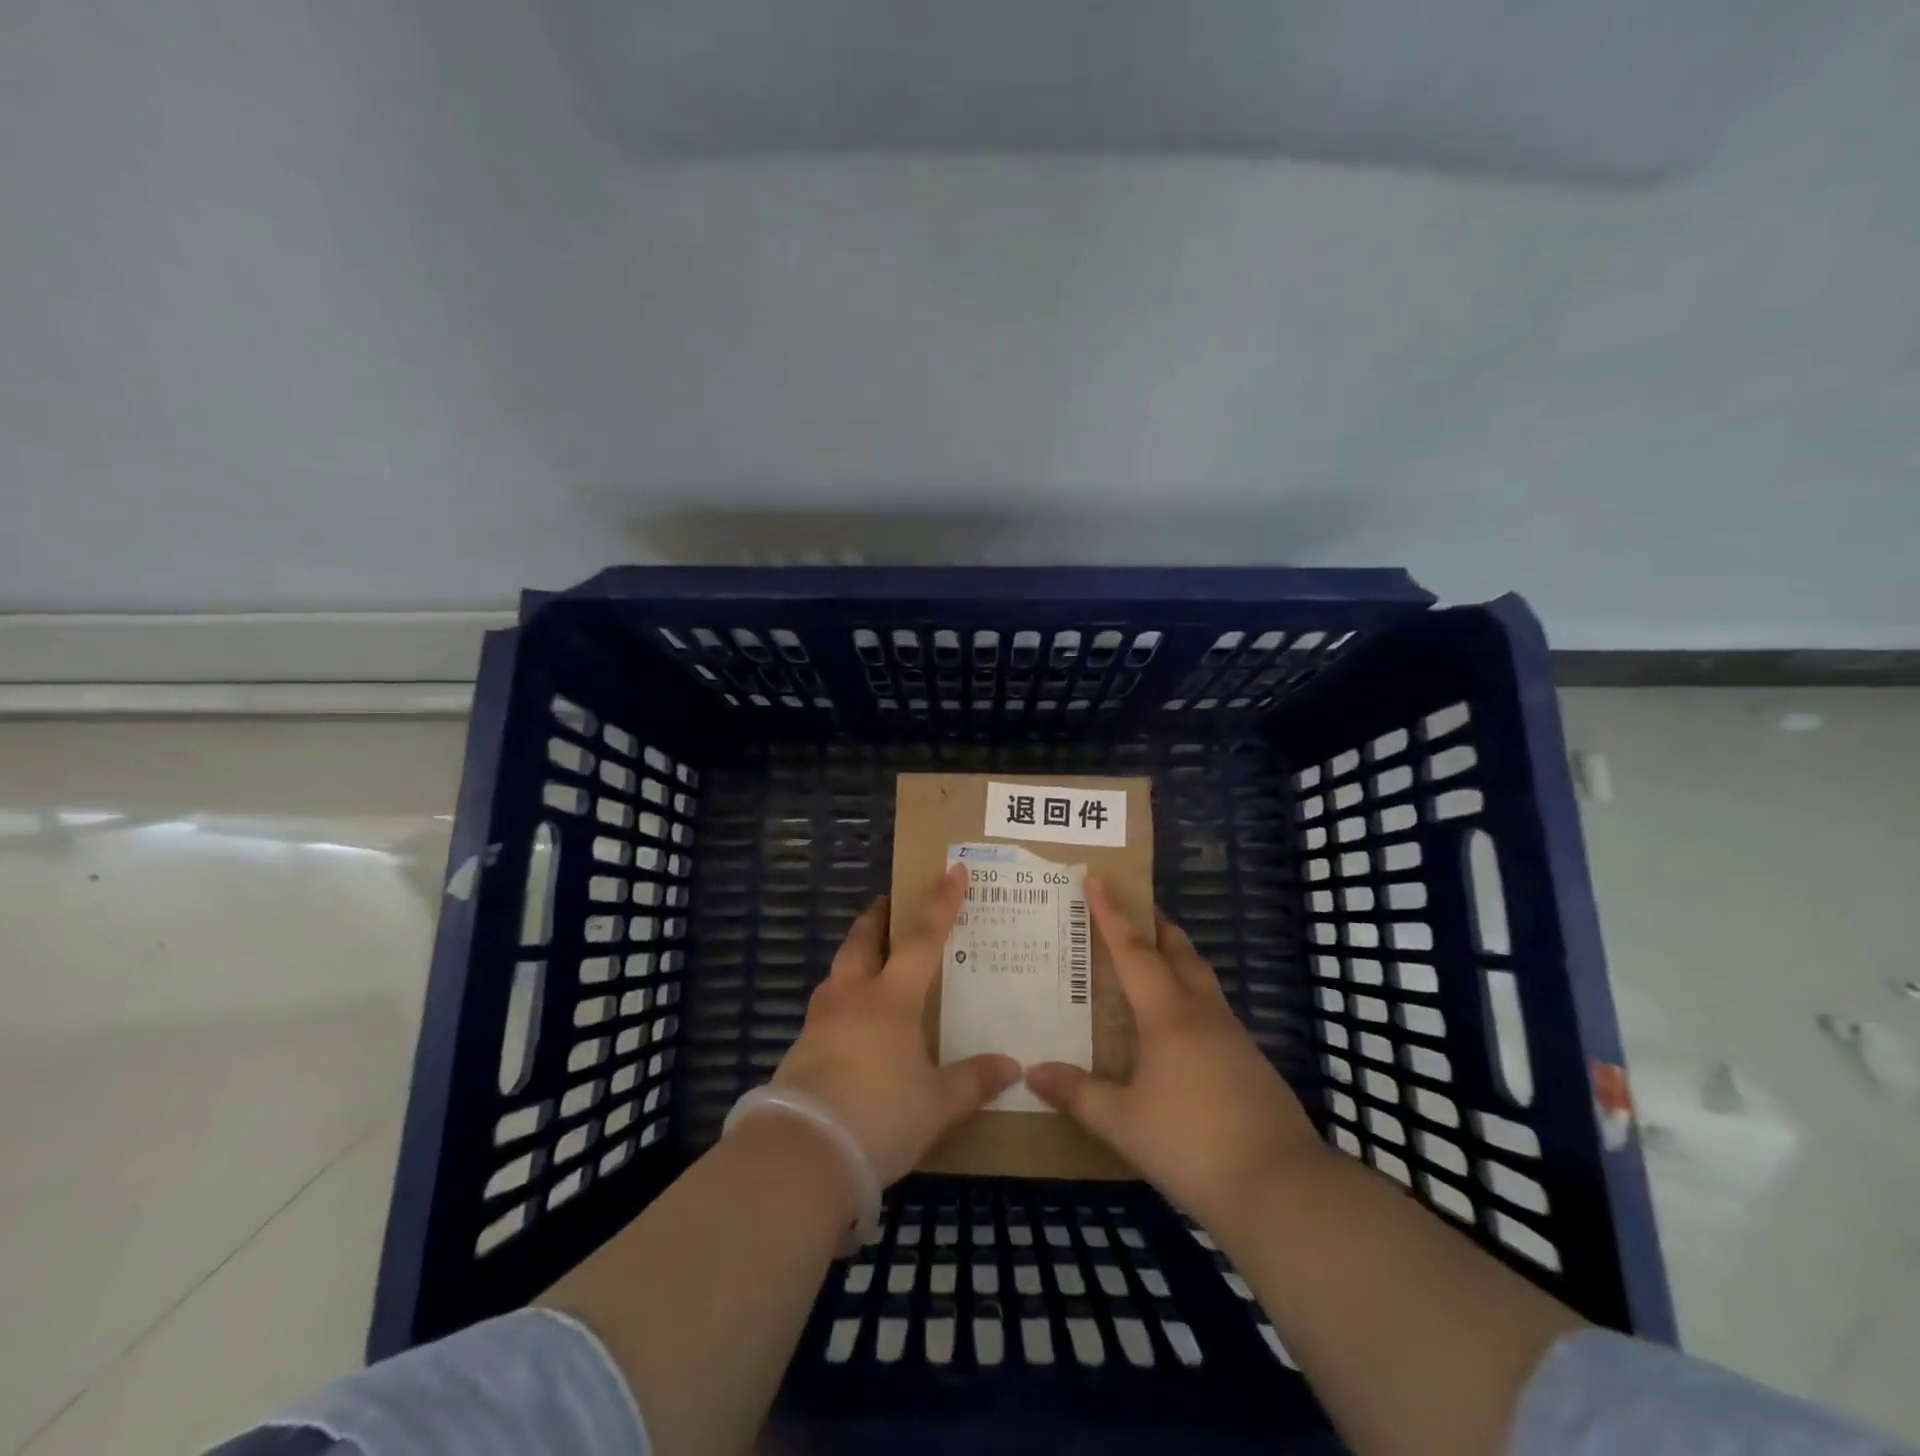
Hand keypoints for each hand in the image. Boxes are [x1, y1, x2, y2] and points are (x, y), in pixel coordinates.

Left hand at [772, 865, 1020, 1185]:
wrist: (803, 1153)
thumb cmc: (880, 1116)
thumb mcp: (937, 1104)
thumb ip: (974, 1081)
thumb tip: (1013, 1067)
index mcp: (891, 998)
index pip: (922, 938)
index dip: (940, 903)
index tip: (952, 870)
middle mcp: (852, 997)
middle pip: (863, 941)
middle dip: (878, 917)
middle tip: (889, 904)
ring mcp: (821, 1020)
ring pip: (839, 970)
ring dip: (855, 954)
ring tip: (870, 959)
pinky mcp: (801, 1049)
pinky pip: (826, 1006)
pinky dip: (842, 996)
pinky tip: (851, 1020)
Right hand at [1026, 880, 1325, 1229]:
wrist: (1282, 1189)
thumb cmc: (1192, 1145)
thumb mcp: (1123, 1123)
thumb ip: (1078, 1094)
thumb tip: (1033, 1071)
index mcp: (1168, 1015)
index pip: (1133, 950)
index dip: (1112, 913)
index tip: (1097, 878)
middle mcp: (1202, 1013)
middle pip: (1178, 951)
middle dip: (1154, 925)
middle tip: (1131, 910)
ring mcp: (1233, 1036)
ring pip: (1201, 978)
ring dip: (1177, 958)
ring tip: (1153, 959)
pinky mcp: (1251, 1062)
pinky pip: (1213, 1009)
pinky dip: (1191, 996)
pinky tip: (1180, 1026)